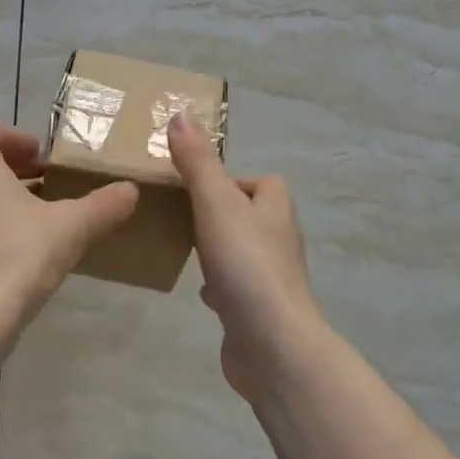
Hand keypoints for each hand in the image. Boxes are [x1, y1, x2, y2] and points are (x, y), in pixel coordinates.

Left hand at [0, 116, 138, 321]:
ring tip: (37, 216)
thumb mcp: (71, 228)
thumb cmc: (17, 257)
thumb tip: (130, 190)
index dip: (12, 134)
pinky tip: (18, 249)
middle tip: (46, 182)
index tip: (40, 157)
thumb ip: (103, 205)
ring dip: (1, 194)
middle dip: (12, 165)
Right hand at [167, 114, 326, 400]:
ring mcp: (270, 278)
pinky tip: (198, 290)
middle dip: (221, 212)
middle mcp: (278, 241)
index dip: (234, 179)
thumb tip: (181, 114)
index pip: (264, 182)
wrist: (271, 344)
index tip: (197, 186)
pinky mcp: (257, 310)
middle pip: (252, 215)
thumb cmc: (246, 264)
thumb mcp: (215, 203)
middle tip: (181, 213)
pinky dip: (218, 284)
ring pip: (242, 251)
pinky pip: (236, 287)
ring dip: (218, 247)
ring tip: (184, 246)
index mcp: (275, 210)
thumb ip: (197, 162)